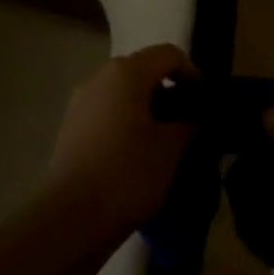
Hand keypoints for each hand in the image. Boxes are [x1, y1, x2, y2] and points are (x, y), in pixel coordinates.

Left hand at [47, 45, 194, 236]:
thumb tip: (195, 116)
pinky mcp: (70, 128)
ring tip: (163, 143)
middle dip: (169, 92)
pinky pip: (107, 113)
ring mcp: (81, 102)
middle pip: (144, 70)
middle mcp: (101, 77)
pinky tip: (135, 156)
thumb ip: (189, 123)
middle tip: (187, 123)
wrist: (69, 219)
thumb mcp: (171, 149)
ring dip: (147, 109)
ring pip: (124, 93)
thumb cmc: (128, 174)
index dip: (192, 73)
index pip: (169, 54)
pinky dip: (126, 123)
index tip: (204, 103)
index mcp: (127, 72)